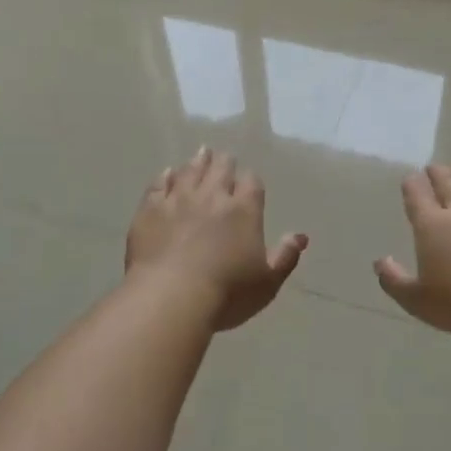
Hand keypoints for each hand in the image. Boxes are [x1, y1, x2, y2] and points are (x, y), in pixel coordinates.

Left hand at [126, 148, 307, 330]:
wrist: (170, 297)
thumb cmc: (226, 294)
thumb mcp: (267, 282)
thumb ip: (286, 256)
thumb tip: (300, 236)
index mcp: (244, 211)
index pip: (252, 183)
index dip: (251, 180)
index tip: (249, 181)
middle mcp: (212, 197)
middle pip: (220, 169)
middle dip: (225, 163)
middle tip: (224, 158)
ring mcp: (178, 200)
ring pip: (190, 171)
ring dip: (198, 161)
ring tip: (201, 153)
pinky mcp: (150, 209)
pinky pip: (158, 185)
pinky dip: (165, 177)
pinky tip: (167, 173)